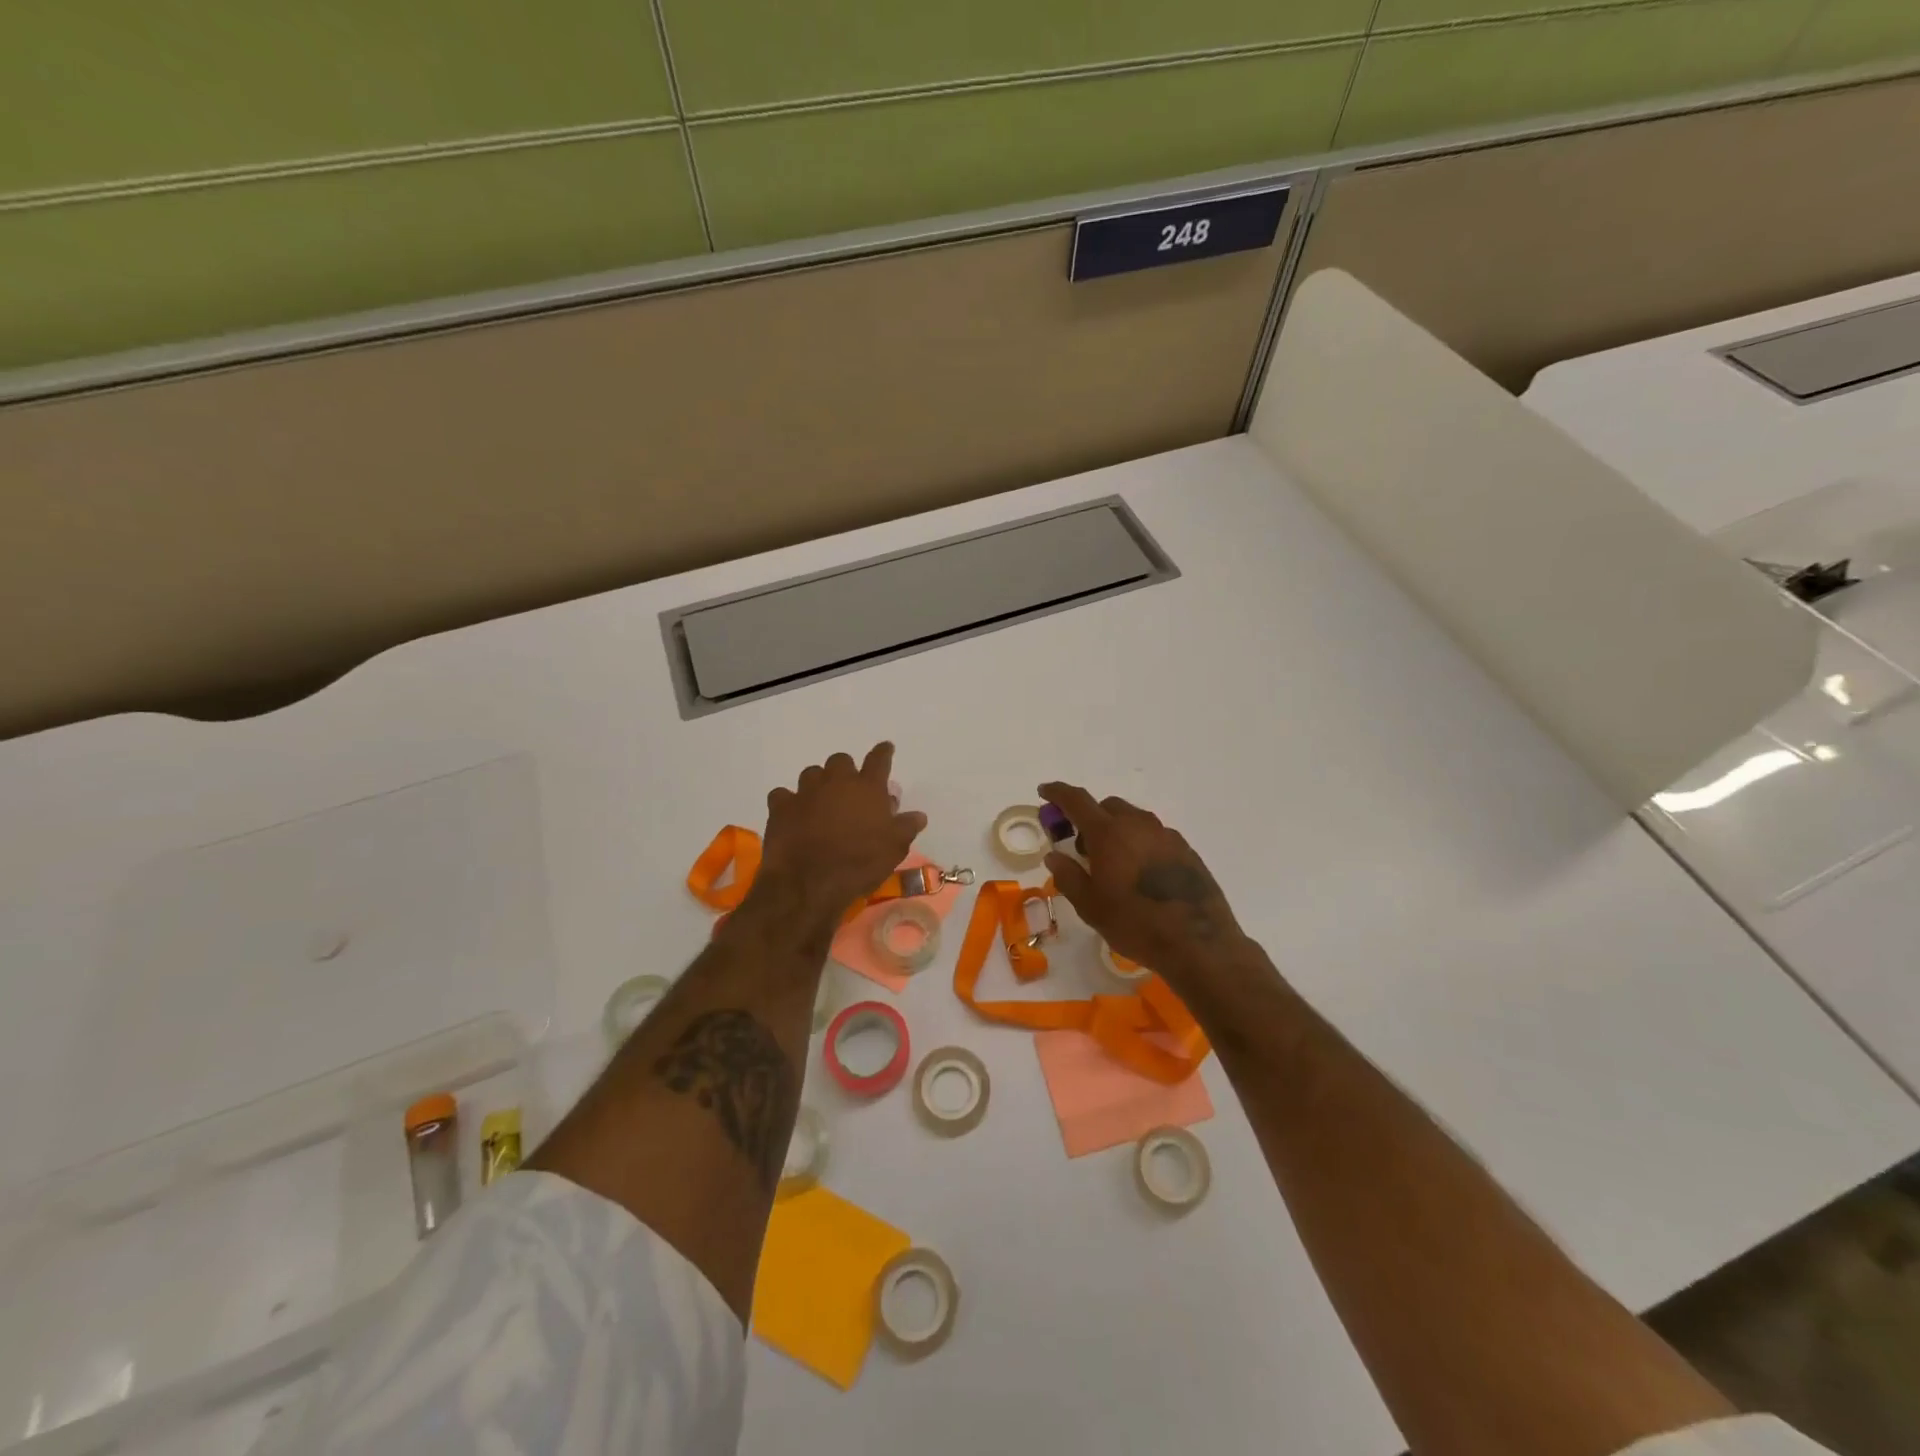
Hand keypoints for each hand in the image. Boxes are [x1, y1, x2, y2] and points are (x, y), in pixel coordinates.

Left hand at [753, 743, 926, 925]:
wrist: (810, 882)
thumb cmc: (860, 863)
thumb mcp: (894, 848)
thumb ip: (906, 827)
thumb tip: (918, 815)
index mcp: (867, 788)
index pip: (879, 760)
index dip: (884, 752)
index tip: (886, 748)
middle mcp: (836, 782)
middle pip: (840, 760)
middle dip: (846, 771)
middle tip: (849, 791)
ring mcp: (805, 792)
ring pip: (811, 773)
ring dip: (818, 783)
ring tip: (821, 802)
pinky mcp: (780, 807)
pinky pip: (782, 795)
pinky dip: (788, 802)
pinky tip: (792, 814)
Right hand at [1038, 782, 1245, 981]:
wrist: (1198, 942)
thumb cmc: (1135, 923)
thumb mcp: (1090, 906)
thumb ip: (1068, 876)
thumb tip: (1054, 856)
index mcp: (1109, 833)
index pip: (1077, 800)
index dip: (1057, 793)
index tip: (1044, 791)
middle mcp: (1138, 825)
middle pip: (1107, 806)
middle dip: (1090, 818)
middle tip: (1082, 848)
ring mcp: (1166, 835)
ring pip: (1133, 819)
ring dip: (1117, 830)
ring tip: (1113, 864)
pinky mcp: (1186, 850)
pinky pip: (1154, 836)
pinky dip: (1139, 843)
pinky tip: (1141, 874)